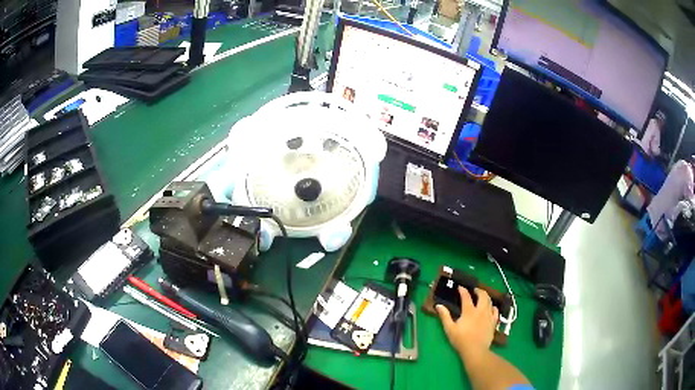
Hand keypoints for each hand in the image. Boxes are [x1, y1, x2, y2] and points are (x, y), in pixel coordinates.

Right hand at [436, 287, 498, 356]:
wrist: (475, 350)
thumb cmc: (461, 340)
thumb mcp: (449, 329)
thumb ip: (445, 316)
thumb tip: (438, 306)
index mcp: (469, 311)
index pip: (466, 297)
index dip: (463, 291)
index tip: (460, 287)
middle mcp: (481, 310)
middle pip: (483, 295)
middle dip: (479, 290)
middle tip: (474, 290)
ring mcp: (489, 316)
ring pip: (490, 301)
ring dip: (486, 296)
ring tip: (482, 297)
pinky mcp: (494, 322)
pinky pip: (495, 311)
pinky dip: (493, 307)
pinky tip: (490, 308)